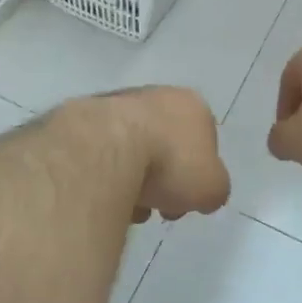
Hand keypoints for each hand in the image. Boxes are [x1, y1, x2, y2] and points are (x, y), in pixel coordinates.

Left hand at [97, 87, 230, 222]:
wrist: (107, 147)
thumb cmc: (170, 162)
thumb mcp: (212, 187)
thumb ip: (214, 188)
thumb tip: (203, 194)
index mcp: (192, 105)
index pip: (204, 142)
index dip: (198, 176)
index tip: (186, 201)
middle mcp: (158, 95)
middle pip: (167, 145)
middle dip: (164, 179)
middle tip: (157, 208)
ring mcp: (119, 102)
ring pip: (134, 149)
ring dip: (133, 179)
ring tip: (126, 207)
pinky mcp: (87, 116)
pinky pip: (105, 151)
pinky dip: (107, 172)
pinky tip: (103, 194)